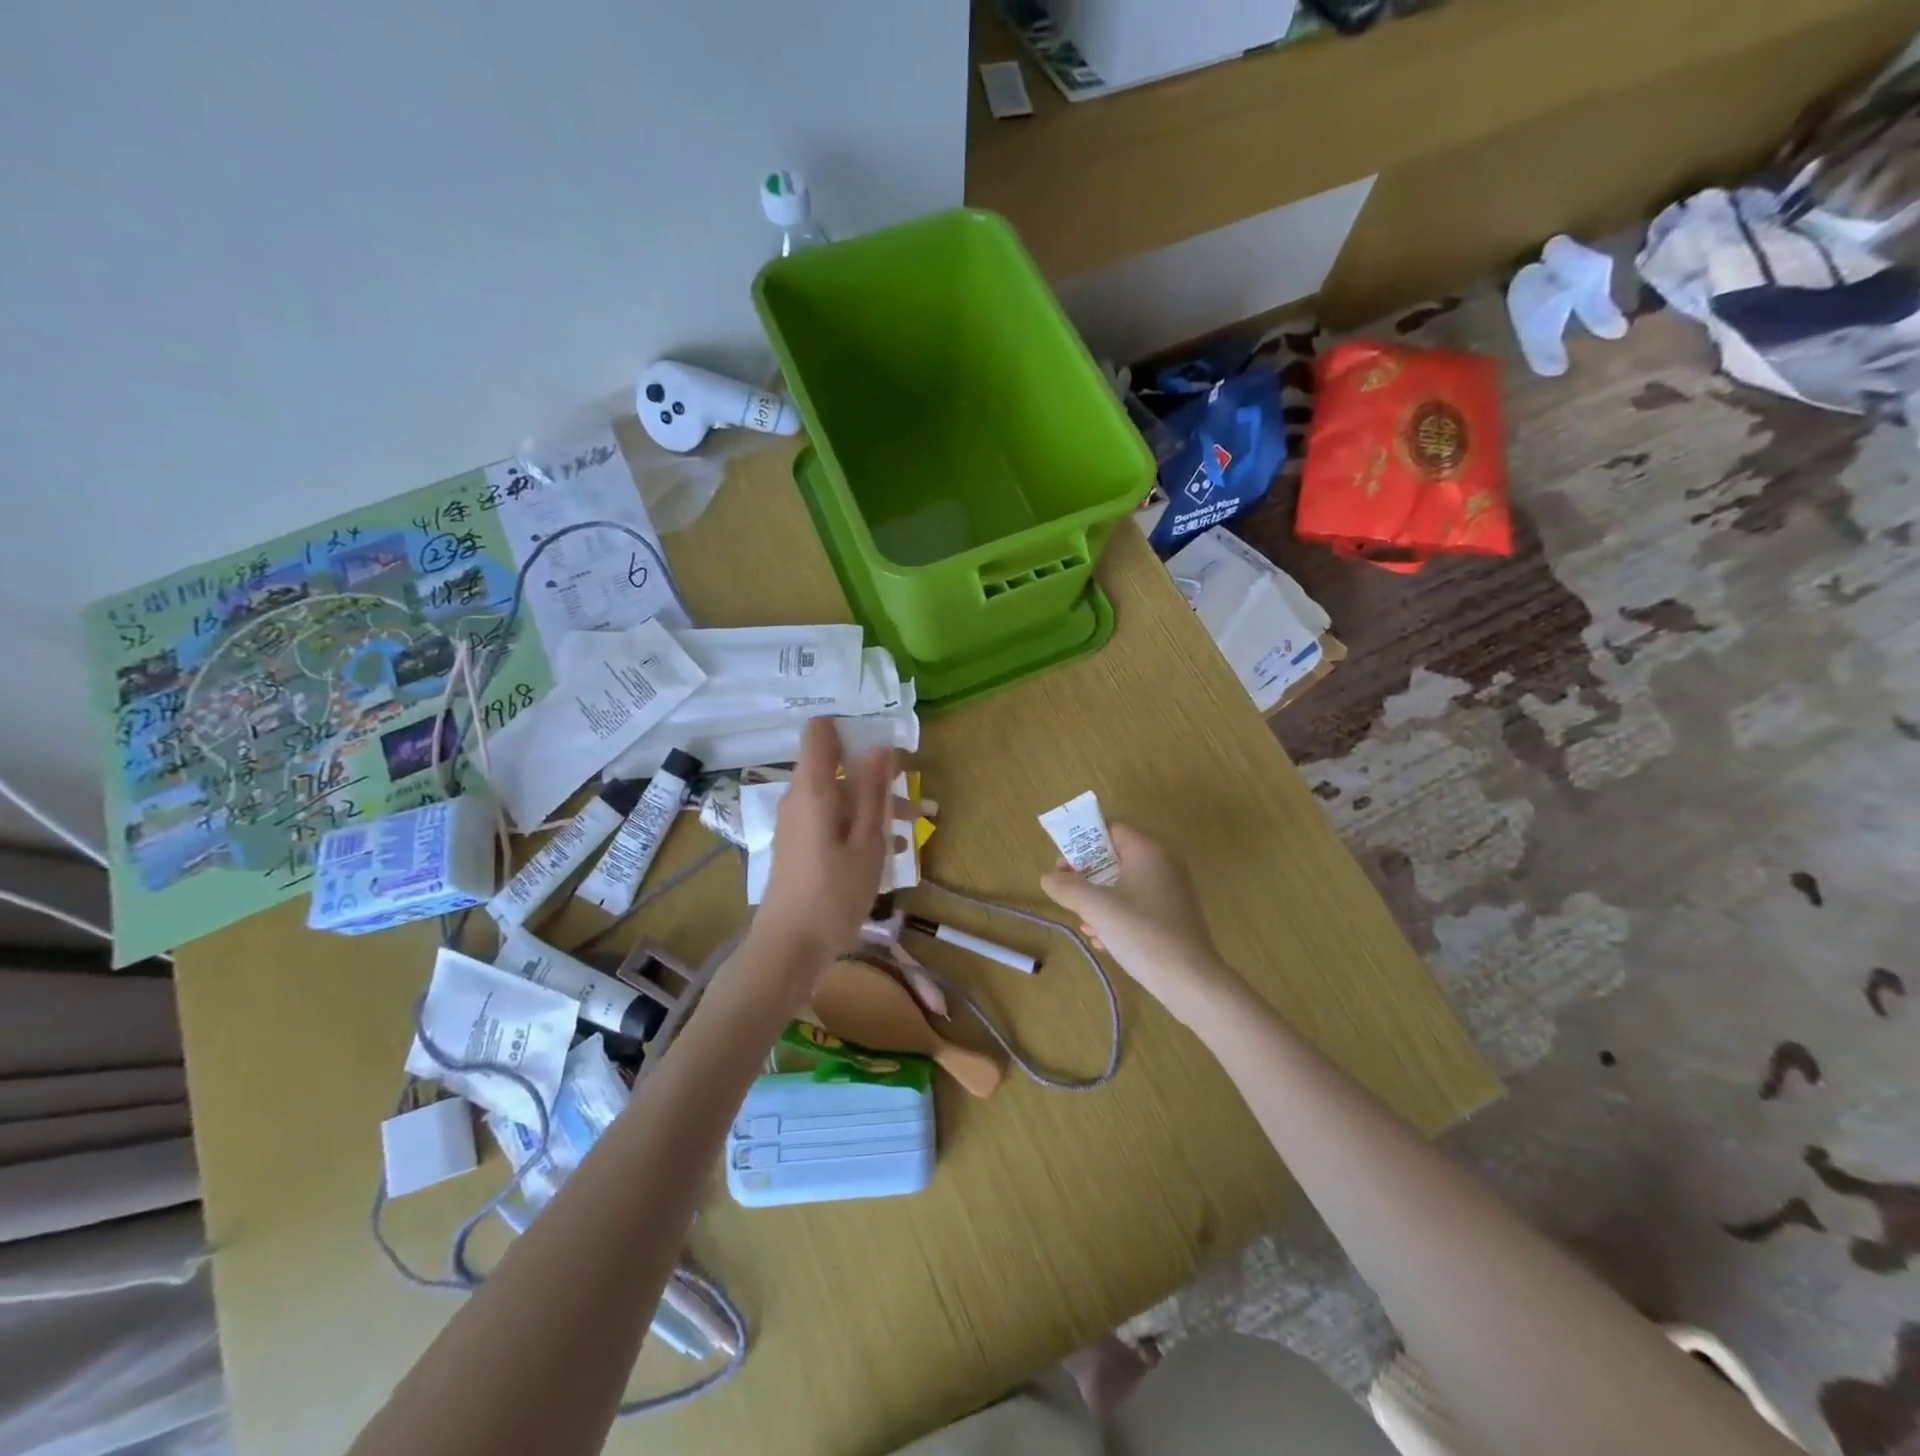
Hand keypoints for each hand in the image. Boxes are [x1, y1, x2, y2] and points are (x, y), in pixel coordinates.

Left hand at [752, 718, 893, 978]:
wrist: (788, 948)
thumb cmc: (834, 894)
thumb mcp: (867, 842)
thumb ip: (874, 791)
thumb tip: (881, 746)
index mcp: (813, 789)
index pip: (820, 732)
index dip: (851, 727)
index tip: (884, 739)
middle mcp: (799, 797)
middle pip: (837, 767)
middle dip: (876, 775)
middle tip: (915, 795)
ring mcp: (797, 822)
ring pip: (839, 796)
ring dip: (875, 804)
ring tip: (916, 823)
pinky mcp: (799, 844)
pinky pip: (832, 819)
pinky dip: (859, 824)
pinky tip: (891, 848)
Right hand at [1041, 824, 1242, 1025]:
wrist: (1191, 981)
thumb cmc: (1142, 934)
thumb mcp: (1097, 908)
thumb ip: (1068, 888)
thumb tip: (1048, 877)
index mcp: (1148, 852)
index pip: (1111, 830)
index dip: (1084, 845)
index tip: (1064, 869)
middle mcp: (1163, 864)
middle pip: (1115, 858)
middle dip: (1088, 878)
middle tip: (1068, 897)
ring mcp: (1172, 891)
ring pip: (1125, 885)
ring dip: (1100, 901)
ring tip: (1085, 924)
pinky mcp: (1174, 916)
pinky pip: (1138, 905)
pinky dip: (1118, 916)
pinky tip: (1105, 941)